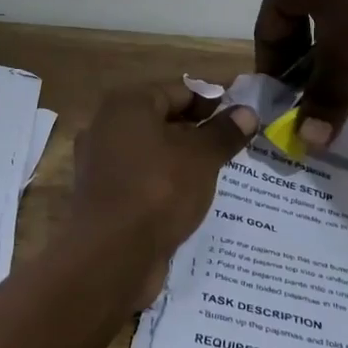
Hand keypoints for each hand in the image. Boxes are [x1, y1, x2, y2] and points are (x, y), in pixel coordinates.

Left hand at [71, 82, 257, 307]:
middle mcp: (107, 126)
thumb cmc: (157, 190)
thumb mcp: (201, 158)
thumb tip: (247, 112)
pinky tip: (191, 199)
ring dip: (183, 161)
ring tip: (220, 174)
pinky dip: (165, 184)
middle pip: (163, 120)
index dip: (213, 103)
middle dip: (198, 133)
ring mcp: (101, 162)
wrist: (110, 255)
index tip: (242, 119)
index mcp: (127, 104)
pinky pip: (142, 179)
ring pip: (152, 152)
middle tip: (235, 148)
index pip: (179, 91)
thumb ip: (224, 132)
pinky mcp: (103, 195)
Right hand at [255, 0, 347, 146]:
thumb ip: (325, 95)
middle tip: (324, 84)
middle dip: (311, 55)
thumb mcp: (346, 53)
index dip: (274, 70)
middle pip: (298, 16)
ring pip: (331, 1)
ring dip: (341, 37)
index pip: (266, 31)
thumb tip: (308, 141)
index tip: (285, 99)